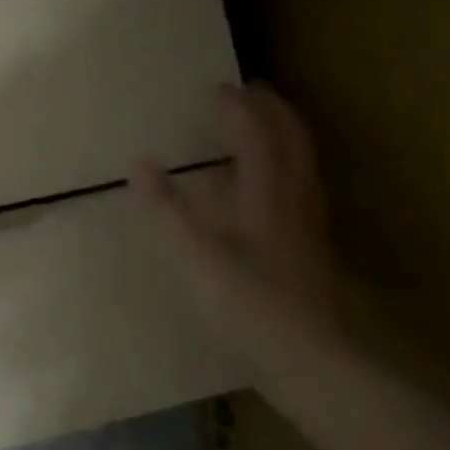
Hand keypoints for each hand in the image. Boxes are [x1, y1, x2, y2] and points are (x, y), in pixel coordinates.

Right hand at [133, 83, 342, 380]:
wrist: (308, 361)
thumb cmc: (246, 307)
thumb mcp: (194, 258)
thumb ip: (166, 209)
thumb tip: (139, 162)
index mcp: (266, 196)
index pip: (255, 136)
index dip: (235, 108)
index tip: (214, 87)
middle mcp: (293, 201)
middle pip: (292, 141)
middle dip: (272, 109)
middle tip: (251, 89)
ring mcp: (307, 226)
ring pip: (303, 164)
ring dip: (285, 134)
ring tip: (263, 124)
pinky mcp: (310, 249)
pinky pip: (302, 188)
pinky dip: (288, 167)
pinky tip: (272, 187)